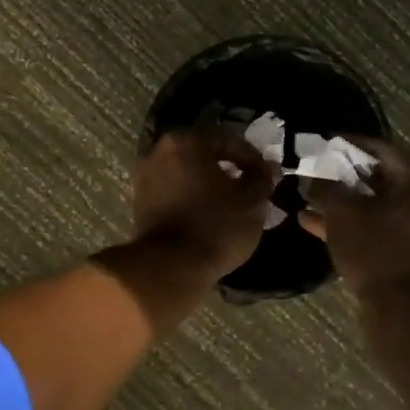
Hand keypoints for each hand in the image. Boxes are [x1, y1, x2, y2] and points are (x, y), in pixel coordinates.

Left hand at [129, 130, 277, 281]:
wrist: (171, 267)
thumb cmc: (216, 225)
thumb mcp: (251, 200)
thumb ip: (262, 177)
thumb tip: (269, 166)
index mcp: (185, 141)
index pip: (228, 142)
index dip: (252, 159)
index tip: (267, 178)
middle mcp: (158, 152)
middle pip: (203, 156)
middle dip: (228, 171)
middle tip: (250, 190)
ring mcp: (144, 178)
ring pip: (187, 175)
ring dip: (209, 186)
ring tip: (231, 206)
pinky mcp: (139, 204)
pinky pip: (173, 193)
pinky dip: (191, 200)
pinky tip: (209, 216)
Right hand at [301, 138, 409, 303]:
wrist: (408, 315)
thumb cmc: (376, 253)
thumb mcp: (342, 214)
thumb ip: (325, 186)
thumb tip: (312, 175)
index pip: (382, 150)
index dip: (347, 144)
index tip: (323, 141)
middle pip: (389, 179)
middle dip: (349, 180)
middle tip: (321, 176)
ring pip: (391, 207)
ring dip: (355, 206)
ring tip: (317, 207)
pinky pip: (400, 229)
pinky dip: (371, 227)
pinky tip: (330, 230)